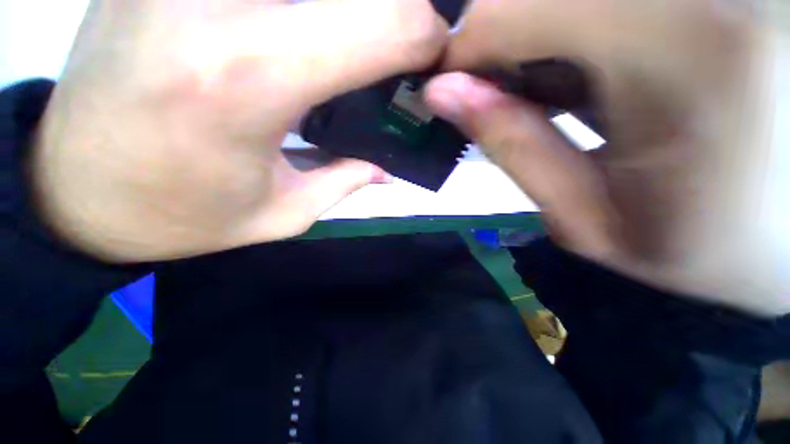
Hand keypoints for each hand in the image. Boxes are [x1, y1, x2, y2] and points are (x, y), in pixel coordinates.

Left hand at [33, 0, 447, 262]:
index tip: (432, 61)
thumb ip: (345, 182)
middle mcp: (218, 0)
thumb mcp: (280, 214)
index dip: (426, 38)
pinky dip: (300, 9)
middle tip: (397, 57)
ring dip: (345, 14)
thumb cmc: (178, 216)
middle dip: (395, 18)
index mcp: (254, 74)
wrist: (73, 192)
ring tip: (346, 54)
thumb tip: (386, 167)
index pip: (386, 23)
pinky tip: (299, 28)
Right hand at [427, 0, 789, 314]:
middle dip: (500, 44)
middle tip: (500, 100)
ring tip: (557, 94)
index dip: (462, 50)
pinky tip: (596, 71)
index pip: (508, 9)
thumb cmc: (710, 248)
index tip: (449, 90)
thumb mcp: (587, 217)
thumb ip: (511, 146)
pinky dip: (578, 28)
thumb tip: (443, 95)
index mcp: (680, 46)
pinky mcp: (711, 1)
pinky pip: (605, 5)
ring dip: (540, 38)